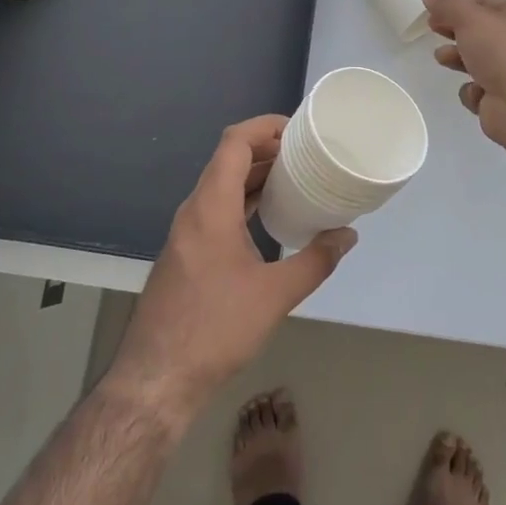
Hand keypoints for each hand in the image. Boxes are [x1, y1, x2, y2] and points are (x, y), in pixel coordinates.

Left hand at [106, 115, 356, 423]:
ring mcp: (187, 232)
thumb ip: (316, 261)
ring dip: (256, 177)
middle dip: (267, 150)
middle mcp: (195, 210)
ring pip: (223, 186)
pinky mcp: (187, 253)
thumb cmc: (215, 328)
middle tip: (307, 152)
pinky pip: (218, 210)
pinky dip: (244, 201)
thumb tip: (348, 235)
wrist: (157, 377)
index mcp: (211, 206)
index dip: (264, 126)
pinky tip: (269, 217)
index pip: (234, 142)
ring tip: (296, 178)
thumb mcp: (275, 295)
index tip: (298, 128)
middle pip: (229, 160)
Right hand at [424, 0, 505, 144]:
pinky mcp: (505, 101)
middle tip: (433, 29)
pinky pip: (480, 90)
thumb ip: (447, 5)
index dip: (458, 5)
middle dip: (455, 32)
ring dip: (458, 59)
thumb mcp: (470, 19)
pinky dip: (473, 91)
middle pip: (481, 32)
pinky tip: (475, 91)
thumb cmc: (502, 51)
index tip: (434, 10)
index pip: (486, 3)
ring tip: (442, 58)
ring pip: (479, 61)